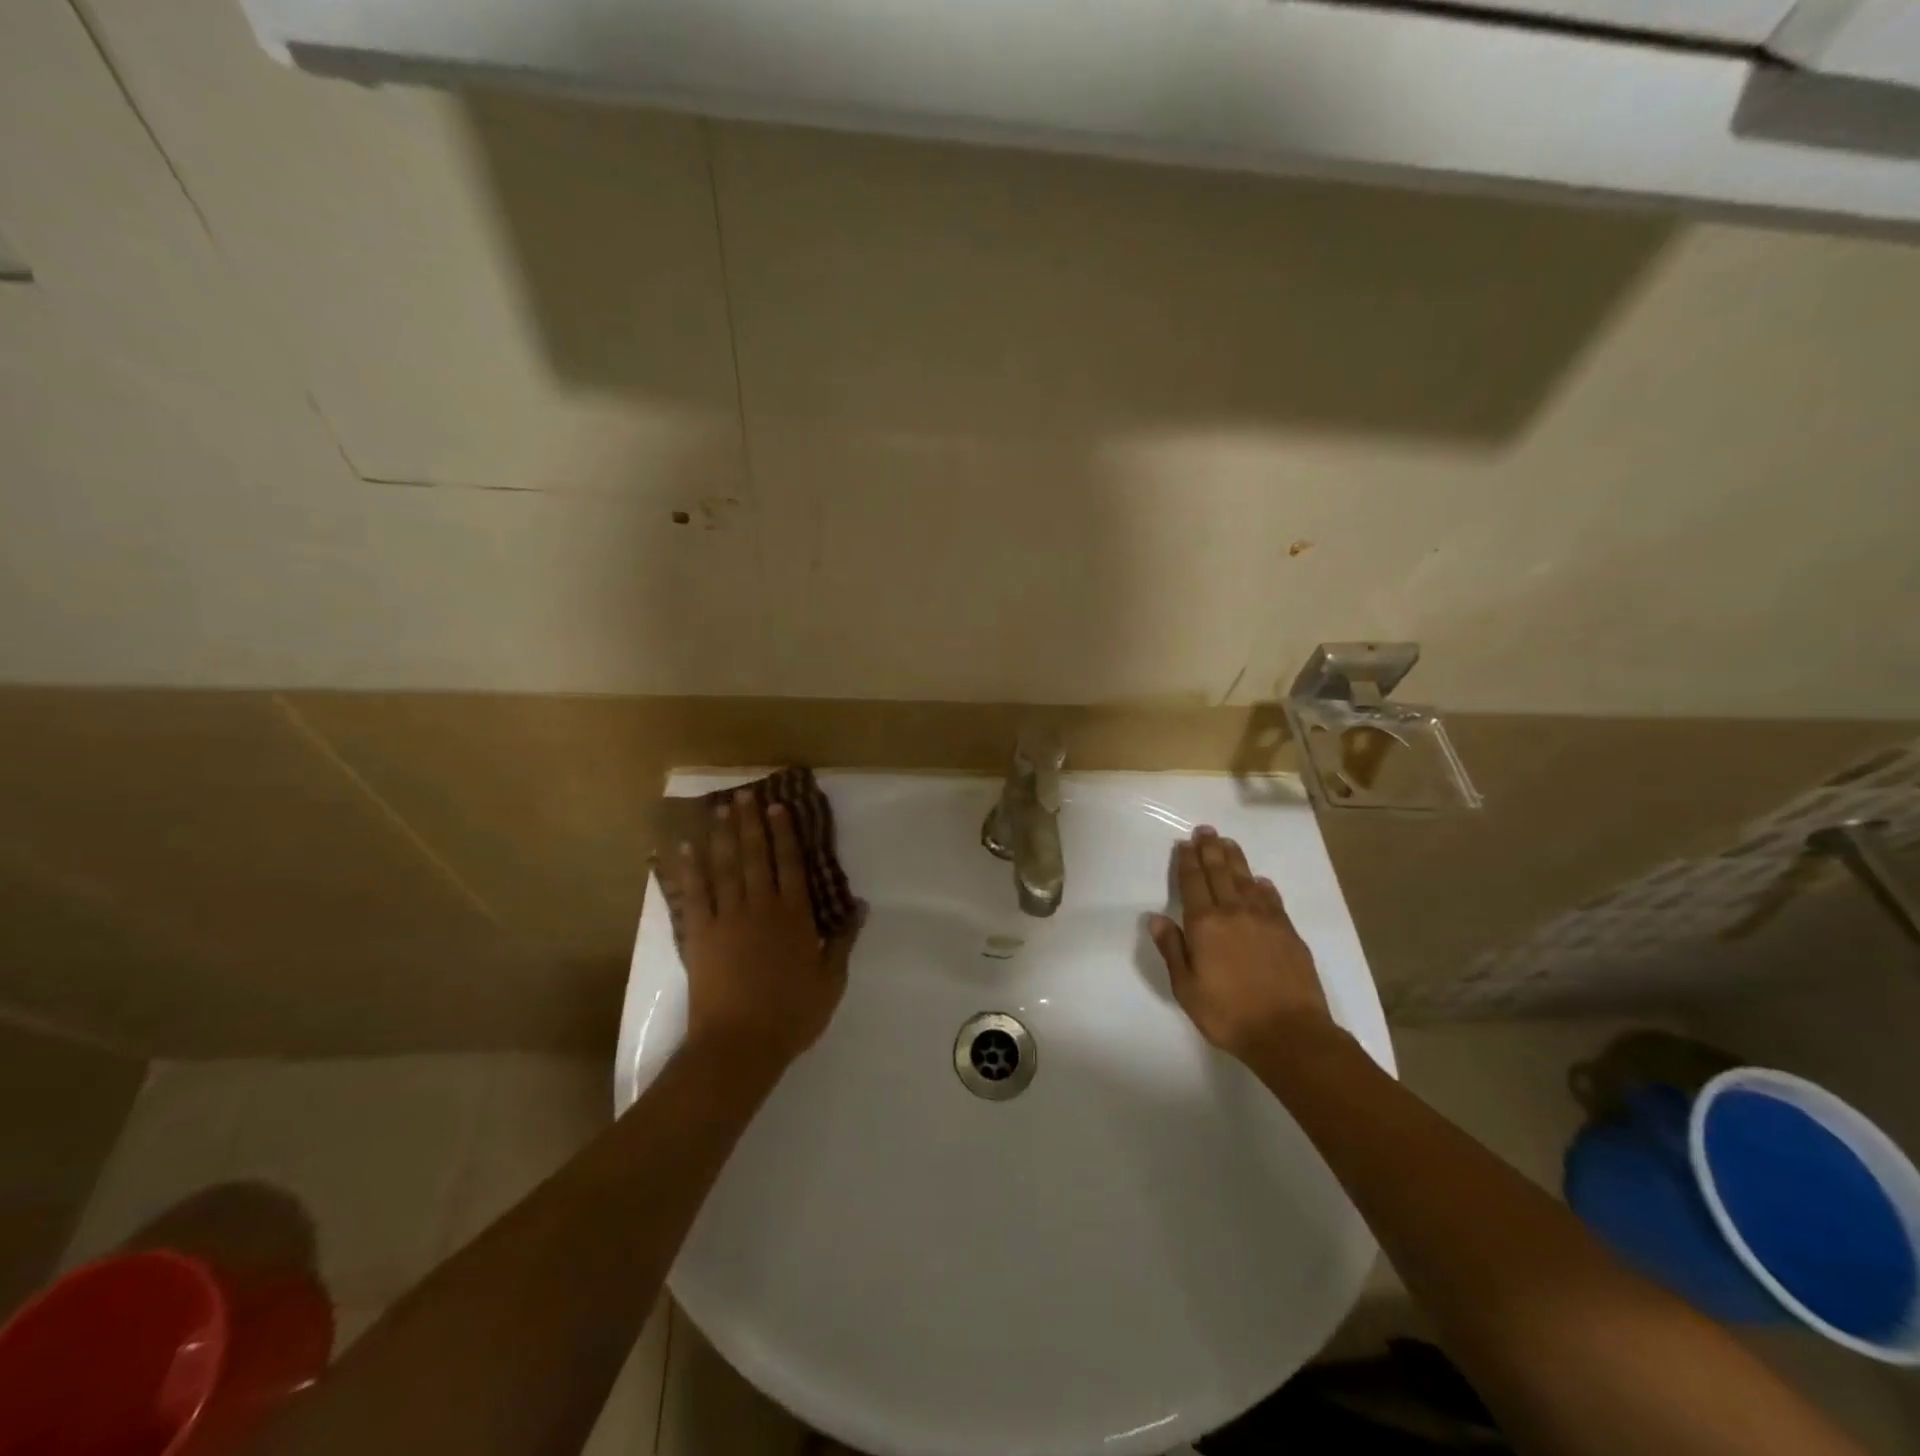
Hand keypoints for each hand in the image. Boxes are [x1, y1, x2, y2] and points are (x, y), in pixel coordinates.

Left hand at [667, 789, 860, 1073]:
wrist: (739, 1044)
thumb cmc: (791, 1015)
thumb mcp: (830, 981)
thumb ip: (843, 941)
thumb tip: (859, 906)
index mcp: (794, 917)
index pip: (790, 865)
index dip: (784, 834)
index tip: (778, 807)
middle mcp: (761, 908)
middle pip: (755, 857)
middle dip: (750, 824)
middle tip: (744, 796)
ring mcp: (727, 919)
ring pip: (725, 868)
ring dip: (722, 837)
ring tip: (719, 810)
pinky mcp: (700, 936)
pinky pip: (694, 895)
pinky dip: (689, 871)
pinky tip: (685, 850)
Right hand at [1148, 826, 1334, 1063]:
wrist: (1289, 1032)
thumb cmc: (1228, 1014)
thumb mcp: (1186, 988)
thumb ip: (1172, 949)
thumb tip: (1156, 918)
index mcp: (1204, 924)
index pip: (1193, 883)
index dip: (1187, 861)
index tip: (1184, 843)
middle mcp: (1233, 912)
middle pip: (1219, 873)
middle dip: (1210, 850)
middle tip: (1205, 830)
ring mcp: (1264, 920)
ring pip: (1246, 880)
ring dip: (1235, 859)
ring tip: (1227, 843)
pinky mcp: (1288, 931)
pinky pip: (1272, 899)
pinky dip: (1263, 886)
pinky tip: (1260, 881)